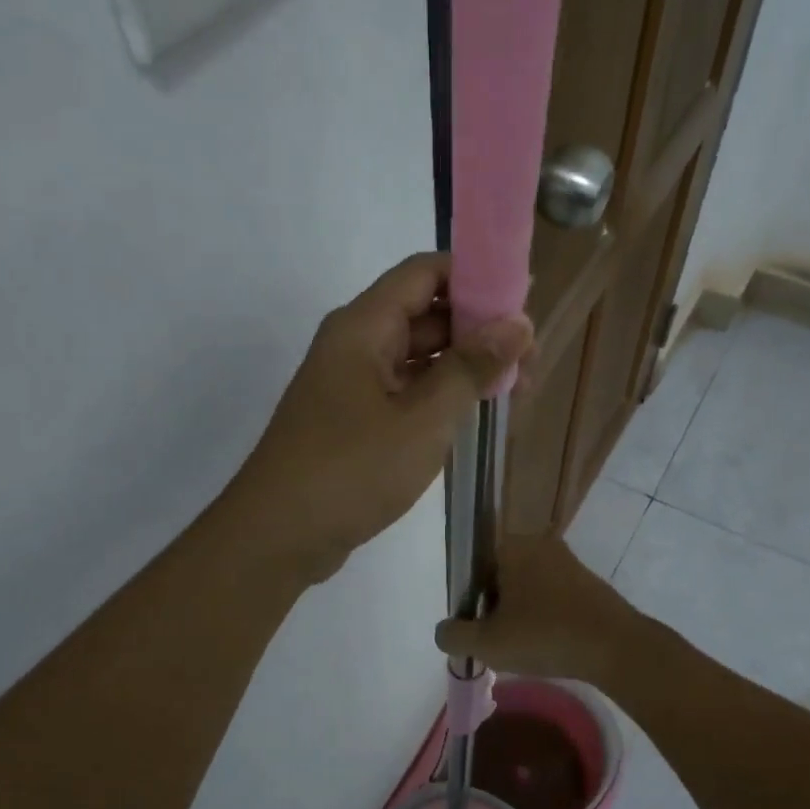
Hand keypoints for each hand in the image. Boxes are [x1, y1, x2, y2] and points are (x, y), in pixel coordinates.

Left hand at [233, 254, 532, 583]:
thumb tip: (518, 324)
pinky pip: (403, 392)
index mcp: (363, 327)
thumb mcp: (422, 419)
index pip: (424, 273)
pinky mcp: (352, 421)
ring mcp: (351, 385)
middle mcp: (355, 345)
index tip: (523, 301)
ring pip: (417, 358)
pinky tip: (473, 415)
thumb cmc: (351, 470)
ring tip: (515, 390)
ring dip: (463, 367)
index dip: (475, 277)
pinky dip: (439, 397)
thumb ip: (470, 368)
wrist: (278, 536)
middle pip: (424, 314)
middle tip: (530, 358)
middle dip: (478, 329)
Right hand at [433, 536, 637, 683]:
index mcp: (511, 545)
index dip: (470, 601)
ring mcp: (567, 561)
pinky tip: (549, 645)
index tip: (477, 628)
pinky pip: (552, 597)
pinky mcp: (588, 582)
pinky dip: (545, 618)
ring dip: (520, 615)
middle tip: (498, 642)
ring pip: (527, 589)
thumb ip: (454, 635)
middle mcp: (539, 543)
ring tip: (523, 648)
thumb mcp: (487, 643)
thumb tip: (445, 630)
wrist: (616, 648)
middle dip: (495, 609)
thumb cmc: (545, 636)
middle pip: (500, 577)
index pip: (475, 567)